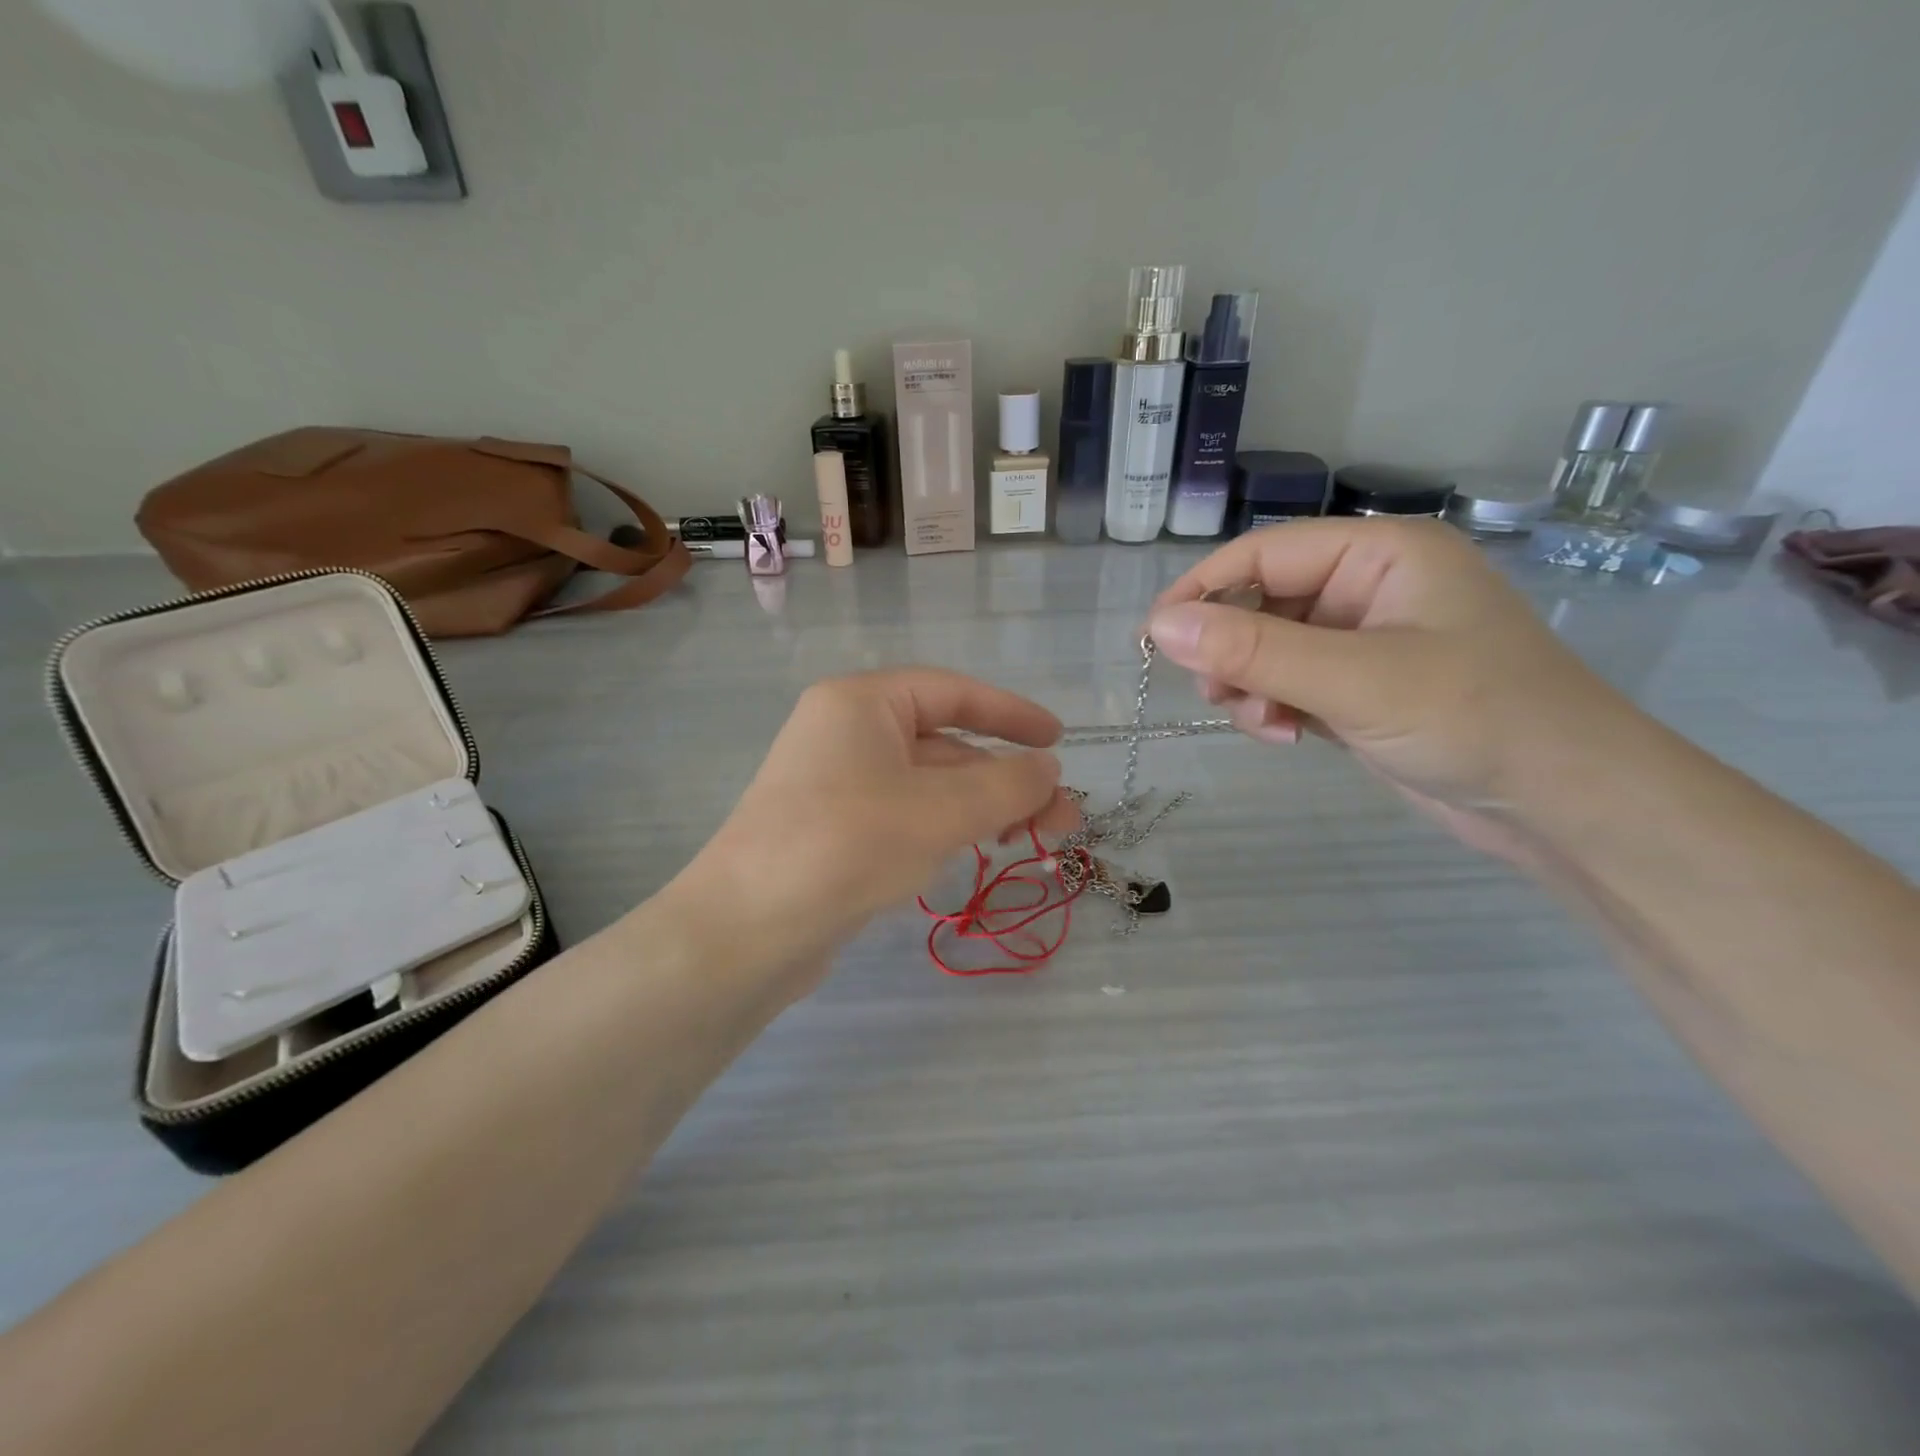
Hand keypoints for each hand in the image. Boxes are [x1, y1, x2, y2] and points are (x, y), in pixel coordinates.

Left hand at [663, 669, 1075, 996]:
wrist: (745, 932)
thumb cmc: (847, 846)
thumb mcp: (940, 810)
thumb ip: (1006, 785)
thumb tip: (1049, 769)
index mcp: (861, 703)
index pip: (952, 692)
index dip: (1012, 713)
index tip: (1059, 741)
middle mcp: (845, 733)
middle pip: (945, 744)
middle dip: (1006, 779)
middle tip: (1061, 819)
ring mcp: (836, 784)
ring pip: (927, 785)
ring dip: (981, 807)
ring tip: (1031, 842)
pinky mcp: (833, 830)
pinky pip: (904, 814)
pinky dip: (946, 827)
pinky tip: (975, 852)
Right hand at [1148, 519, 1635, 859]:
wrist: (1566, 803)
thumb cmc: (1474, 718)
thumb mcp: (1354, 679)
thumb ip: (1253, 651)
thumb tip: (1159, 626)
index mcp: (1379, 554)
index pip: (1263, 554)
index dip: (1202, 590)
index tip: (1153, 638)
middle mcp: (1368, 588)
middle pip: (1262, 602)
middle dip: (1231, 650)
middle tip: (1215, 695)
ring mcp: (1366, 640)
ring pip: (1269, 648)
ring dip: (1251, 685)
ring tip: (1263, 724)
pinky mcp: (1362, 687)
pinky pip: (1292, 683)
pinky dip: (1276, 707)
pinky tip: (1287, 736)